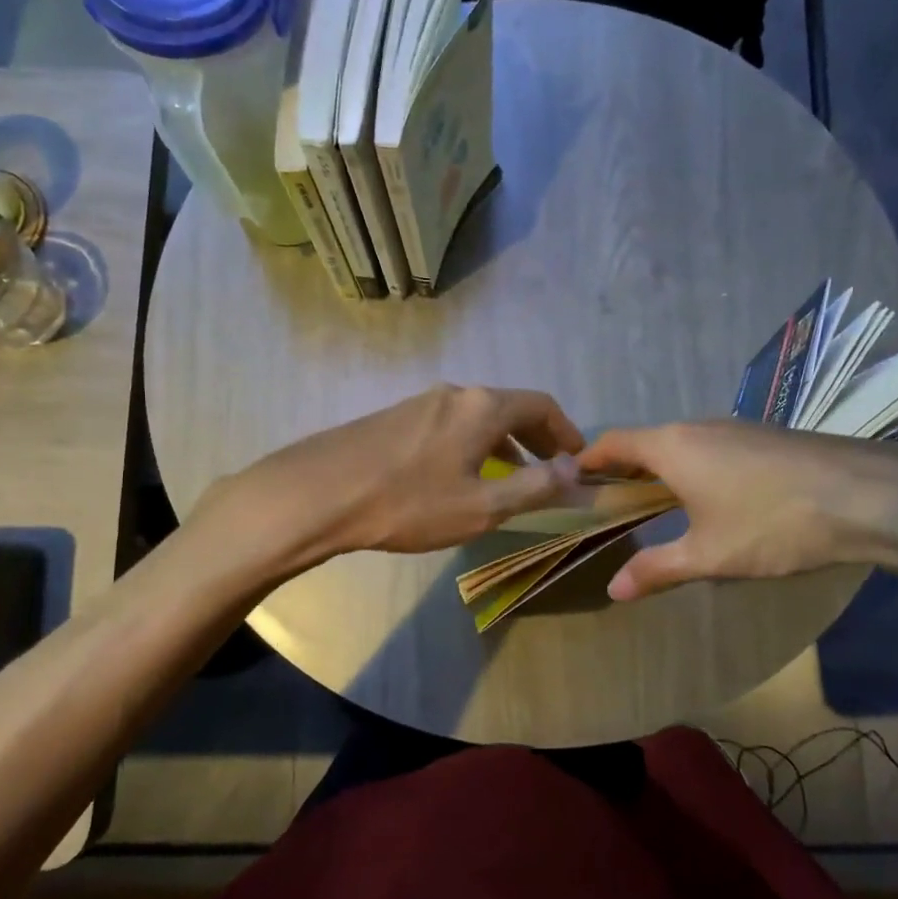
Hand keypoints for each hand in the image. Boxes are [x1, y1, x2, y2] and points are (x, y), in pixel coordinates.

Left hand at [197, 385, 584, 573]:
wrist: (319, 494)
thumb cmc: (409, 503)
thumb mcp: (482, 505)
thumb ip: (534, 487)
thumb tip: (574, 470)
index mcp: (483, 407)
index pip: (541, 404)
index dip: (566, 430)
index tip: (577, 457)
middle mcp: (455, 393)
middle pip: (509, 406)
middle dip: (536, 436)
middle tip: (550, 468)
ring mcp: (420, 401)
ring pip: (477, 416)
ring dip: (503, 441)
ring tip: (510, 475)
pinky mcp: (394, 417)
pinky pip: (449, 424)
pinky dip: (472, 443)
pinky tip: (460, 474)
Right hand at [577, 421, 897, 600]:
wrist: (869, 494)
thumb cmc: (773, 523)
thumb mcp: (710, 555)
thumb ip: (658, 569)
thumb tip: (614, 589)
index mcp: (673, 447)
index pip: (613, 442)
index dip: (589, 460)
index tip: (572, 480)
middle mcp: (699, 427)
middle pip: (647, 441)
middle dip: (624, 469)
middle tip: (610, 503)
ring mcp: (737, 428)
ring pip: (682, 444)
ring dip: (662, 469)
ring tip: (656, 505)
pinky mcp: (766, 437)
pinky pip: (712, 447)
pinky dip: (694, 468)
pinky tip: (711, 499)